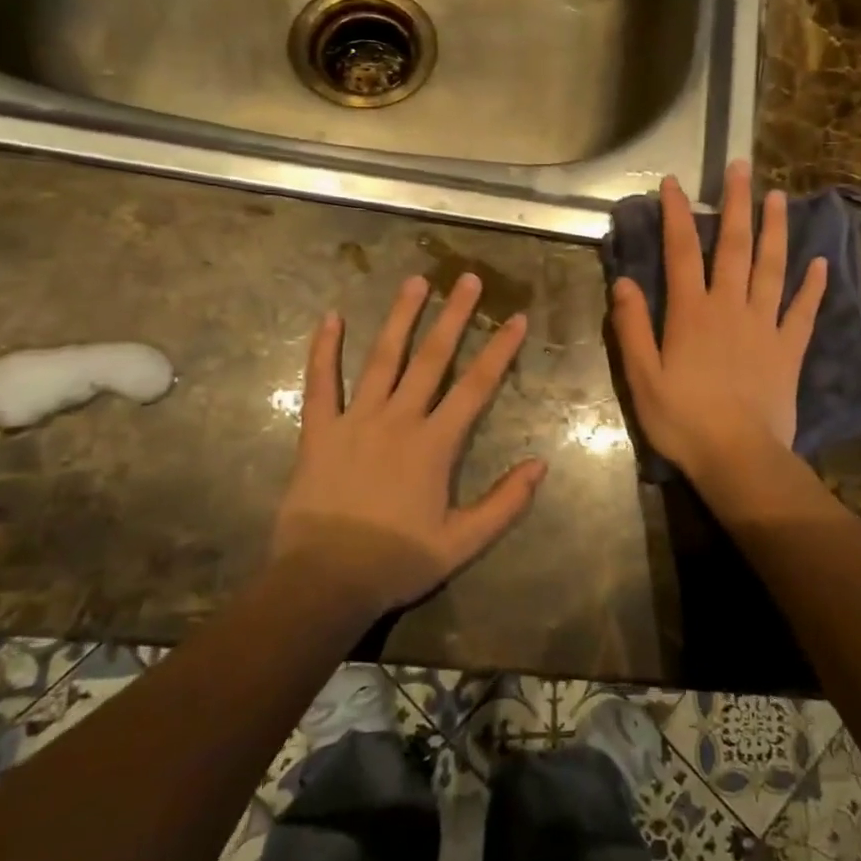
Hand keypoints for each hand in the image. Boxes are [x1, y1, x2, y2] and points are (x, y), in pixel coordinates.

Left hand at [267, 273, 544, 618]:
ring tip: (414, 282)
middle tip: (467, 278)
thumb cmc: (396, 561)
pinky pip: (320, 383)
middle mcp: (398, 419)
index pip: (475, 386)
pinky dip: (324, 350)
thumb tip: (540, 464)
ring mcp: (355, 420)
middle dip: (454, 316)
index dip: (499, 350)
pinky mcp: (319, 430)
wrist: (324, 581)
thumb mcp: (462, 542)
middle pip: (432, 358)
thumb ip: (505, 503)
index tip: (515, 318)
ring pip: (382, 358)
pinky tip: (330, 317)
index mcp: (434, 444)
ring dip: (400, 317)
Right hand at [610, 159, 826, 486]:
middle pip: (734, 247)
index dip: (677, 214)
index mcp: (691, 312)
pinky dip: (812, 287)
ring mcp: (765, 326)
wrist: (739, 457)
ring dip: (775, 230)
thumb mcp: (642, 378)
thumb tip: (623, 281)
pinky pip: (803, 311)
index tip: (674, 182)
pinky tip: (820, 264)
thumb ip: (631, 327)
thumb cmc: (683, 420)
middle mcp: (730, 307)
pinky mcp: (789, 349)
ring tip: (780, 197)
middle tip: (742, 168)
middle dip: (736, 205)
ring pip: (772, 267)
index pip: (681, 251)